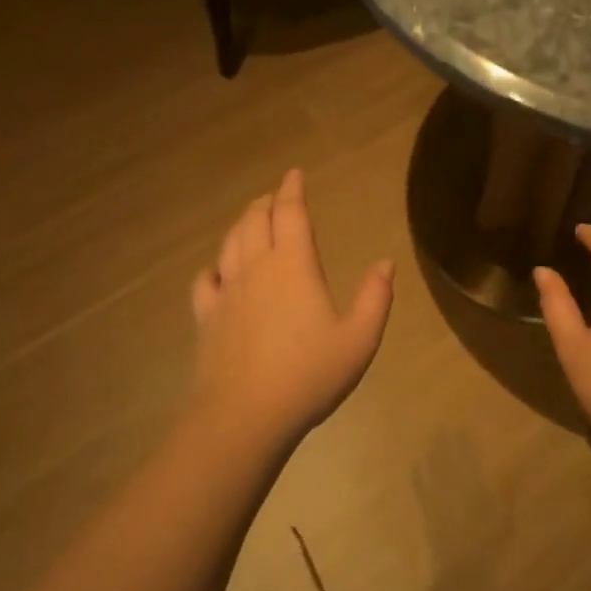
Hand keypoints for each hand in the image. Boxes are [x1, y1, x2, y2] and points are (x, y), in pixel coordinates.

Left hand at [189, 169, 394, 446]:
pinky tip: (218, 272)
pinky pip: (205, 281)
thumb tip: (385, 263)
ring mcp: (226, 292)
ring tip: (250, 220)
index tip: (294, 174)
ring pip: (229, 243)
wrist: (244, 416)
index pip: (290, 213)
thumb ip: (375, 297)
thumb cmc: (309, 375)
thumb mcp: (359, 339)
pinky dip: (213, 267)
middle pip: (254, 220)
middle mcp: (256, 268)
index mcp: (293, 265)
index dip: (292, 189)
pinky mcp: (206, 318)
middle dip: (265, 202)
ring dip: (241, 225)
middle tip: (275, 196)